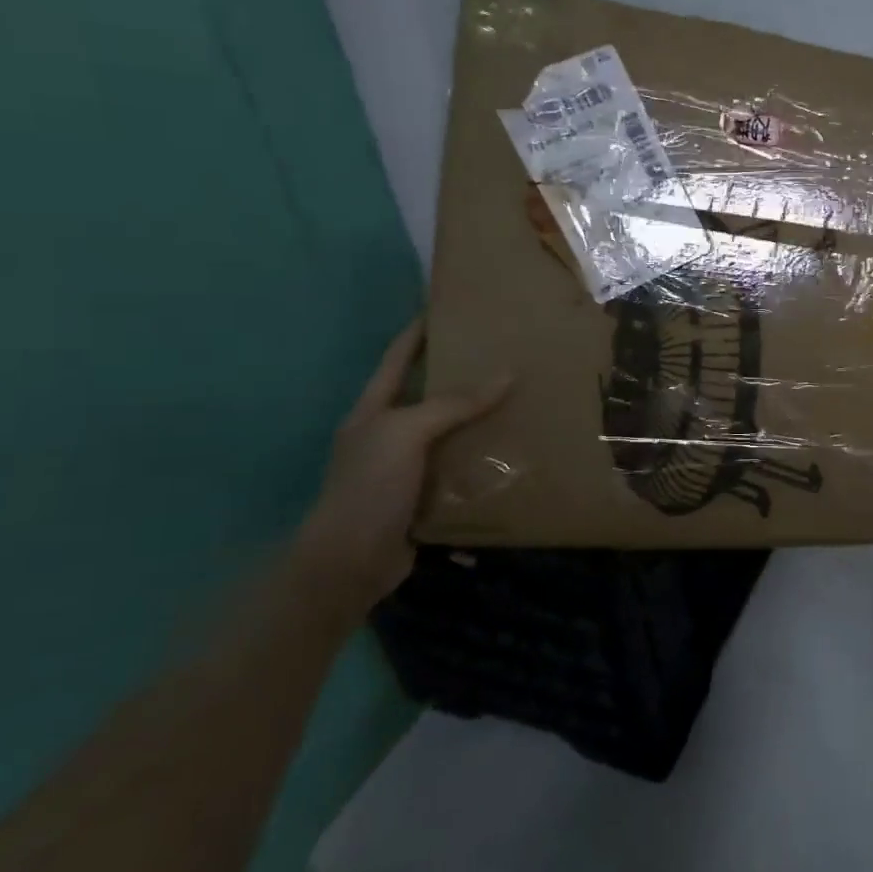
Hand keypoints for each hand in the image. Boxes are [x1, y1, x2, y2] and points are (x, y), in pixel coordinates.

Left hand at [290, 319, 510, 621]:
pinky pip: (462, 469)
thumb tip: (507, 373)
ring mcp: (407, 468)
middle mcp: (389, 434)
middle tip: (502, 355)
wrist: (351, 562)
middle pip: (428, 395)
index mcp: (374, 411)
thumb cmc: (369, 485)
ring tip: (521, 400)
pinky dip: (486, 460)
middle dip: (461, 376)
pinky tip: (515, 451)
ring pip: (451, 434)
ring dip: (481, 420)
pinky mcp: (426, 497)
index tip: (446, 309)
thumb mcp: (407, 433)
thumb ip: (454, 404)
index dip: (418, 333)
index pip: (396, 359)